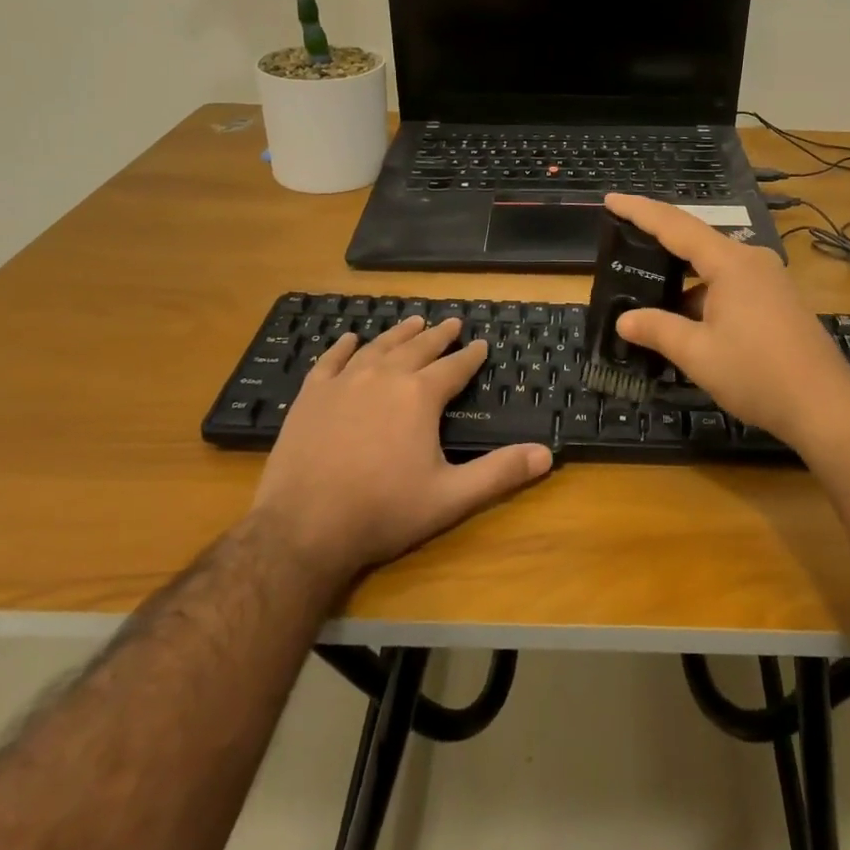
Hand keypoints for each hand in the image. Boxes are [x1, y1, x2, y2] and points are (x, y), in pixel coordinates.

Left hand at [252, 316, 552, 582]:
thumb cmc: (383, 512)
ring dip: (399, 333)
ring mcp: (344, 383)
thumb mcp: (450, 497)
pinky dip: (343, 347)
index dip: (471, 356)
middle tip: (452, 322)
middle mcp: (384, 377)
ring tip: (413, 321)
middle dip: (438, 335)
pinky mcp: (311, 396)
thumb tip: (547, 454)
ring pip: (378, 347)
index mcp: (420, 396)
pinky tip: (350, 338)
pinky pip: (330, 361)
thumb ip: (499, 473)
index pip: (454, 367)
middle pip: (418, 348)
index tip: (482, 344)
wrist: (303, 528)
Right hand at [604, 193, 849, 447]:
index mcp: (730, 262)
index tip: (610, 198)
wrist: (825, 406)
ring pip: (714, 268)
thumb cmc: (757, 374)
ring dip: (683, 280)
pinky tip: (688, 322)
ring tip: (649, 295)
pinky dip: (704, 295)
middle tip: (624, 246)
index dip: (640, 211)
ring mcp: (769, 279)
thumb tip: (624, 321)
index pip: (675, 225)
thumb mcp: (698, 354)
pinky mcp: (778, 300)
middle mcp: (752, 260)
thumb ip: (658, 330)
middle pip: (696, 242)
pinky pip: (731, 284)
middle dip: (659, 245)